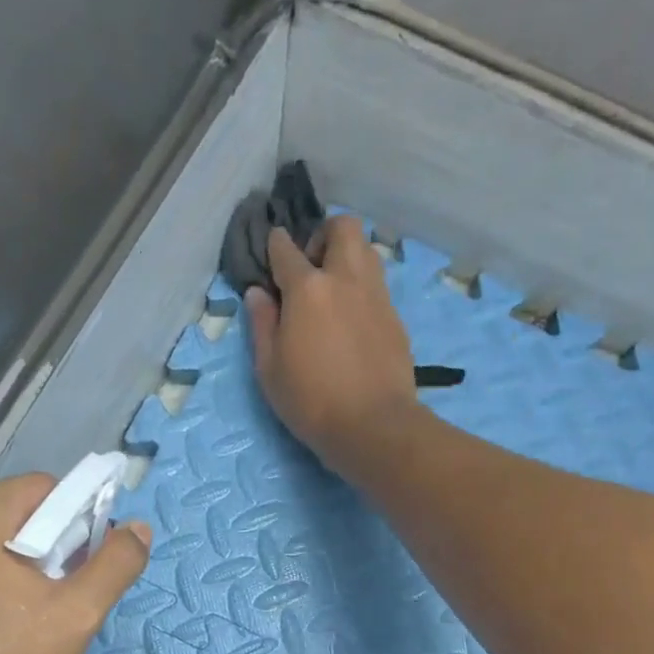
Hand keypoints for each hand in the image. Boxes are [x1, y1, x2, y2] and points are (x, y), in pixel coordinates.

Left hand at [0, 475, 150, 653]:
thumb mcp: (75, 616)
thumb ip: (115, 566)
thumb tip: (138, 529)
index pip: (49, 490)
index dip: (80, 524)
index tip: (85, 571)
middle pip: (20, 513)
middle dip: (52, 549)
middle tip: (62, 602)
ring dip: (23, 568)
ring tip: (31, 619)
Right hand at [245, 216, 418, 473]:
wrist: (373, 426)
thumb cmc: (311, 401)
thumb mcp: (270, 369)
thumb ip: (262, 325)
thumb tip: (258, 293)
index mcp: (307, 288)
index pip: (286, 249)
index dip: (275, 246)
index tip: (272, 254)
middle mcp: (346, 279)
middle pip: (341, 227)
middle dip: (324, 235)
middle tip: (312, 268)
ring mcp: (376, 296)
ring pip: (367, 251)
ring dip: (348, 258)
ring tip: (334, 292)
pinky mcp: (395, 319)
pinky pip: (378, 286)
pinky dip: (363, 290)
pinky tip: (353, 321)